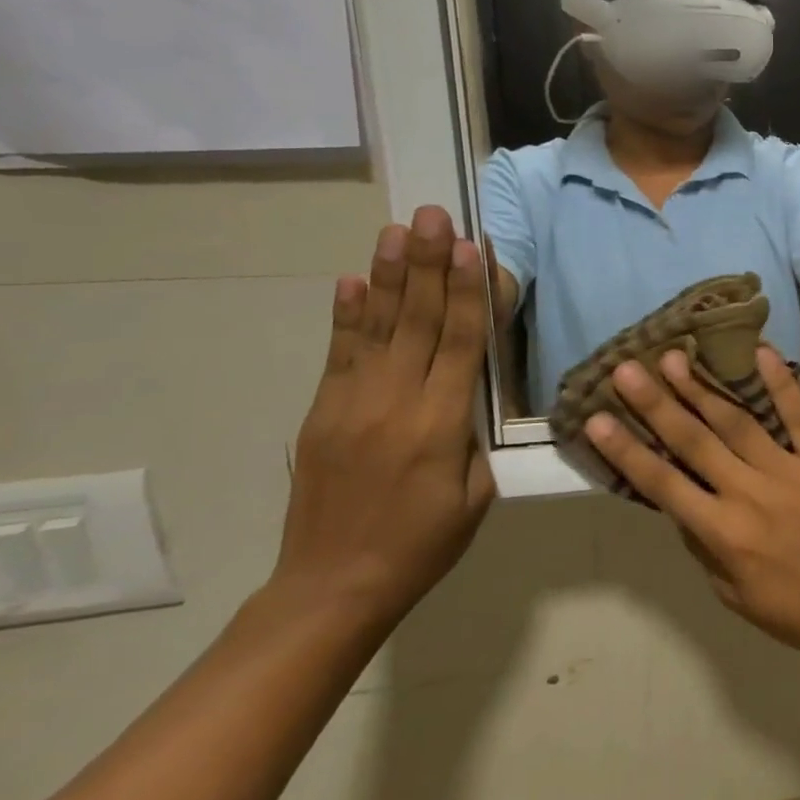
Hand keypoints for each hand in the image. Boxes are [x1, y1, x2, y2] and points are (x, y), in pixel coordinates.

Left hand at [276, 206, 497, 624]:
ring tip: (397, 230)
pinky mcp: (322, 413)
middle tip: (433, 214)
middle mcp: (394, 403)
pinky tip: (354, 281)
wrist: (334, 585)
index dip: (468, 292)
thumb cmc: (424, 543)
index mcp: (440, 425)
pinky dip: (347, 315)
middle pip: (418, 322)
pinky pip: (339, 354)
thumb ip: (475, 436)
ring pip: (378, 328)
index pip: (461, 343)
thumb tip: (471, 391)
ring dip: (390, 276)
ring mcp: (351, 404)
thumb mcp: (477, 494)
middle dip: (428, 264)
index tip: (472, 247)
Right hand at [585, 347, 799, 669]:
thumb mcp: (732, 594)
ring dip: (704, 388)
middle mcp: (752, 494)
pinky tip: (761, 352)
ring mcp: (793, 472)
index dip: (626, 451)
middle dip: (657, 404)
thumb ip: (702, 544)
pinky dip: (782, 384)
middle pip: (696, 442)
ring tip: (676, 357)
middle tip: (627, 368)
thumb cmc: (795, 612)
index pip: (664, 484)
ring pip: (740, 422)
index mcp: (725, 533)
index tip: (597, 418)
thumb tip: (677, 501)